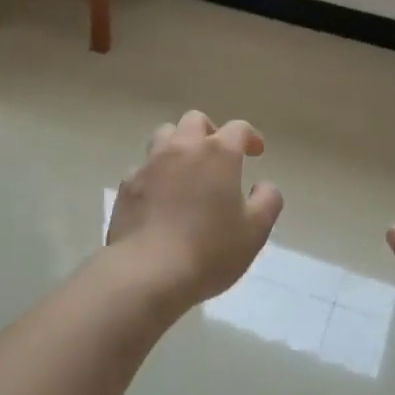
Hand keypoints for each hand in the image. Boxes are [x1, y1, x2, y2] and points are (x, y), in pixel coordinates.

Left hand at [107, 110, 283, 307]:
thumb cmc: (210, 251)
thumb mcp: (255, 231)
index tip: (256, 152)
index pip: (238, 128)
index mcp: (218, 153)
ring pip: (164, 135)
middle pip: (195, 121)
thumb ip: (267, 200)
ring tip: (186, 169)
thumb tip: (263, 185)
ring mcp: (150, 164)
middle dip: (210, 132)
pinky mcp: (127, 185)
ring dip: (178, 144)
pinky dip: (155, 173)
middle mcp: (183, 148)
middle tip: (218, 156)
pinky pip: (143, 166)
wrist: (147, 273)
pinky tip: (159, 195)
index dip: (250, 137)